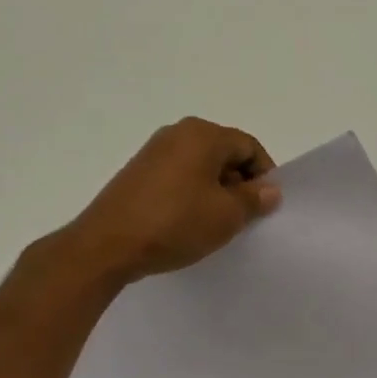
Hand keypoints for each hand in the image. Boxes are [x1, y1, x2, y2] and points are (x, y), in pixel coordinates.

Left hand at [56, 117, 281, 286]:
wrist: (106, 245)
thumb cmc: (175, 223)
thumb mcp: (226, 216)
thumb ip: (254, 199)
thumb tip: (270, 189)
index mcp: (203, 133)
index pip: (248, 146)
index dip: (264, 176)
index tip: (264, 208)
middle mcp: (178, 132)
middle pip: (224, 152)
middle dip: (238, 183)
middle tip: (242, 218)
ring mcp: (153, 150)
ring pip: (200, 165)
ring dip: (214, 190)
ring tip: (213, 224)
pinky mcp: (137, 171)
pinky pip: (177, 175)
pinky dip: (190, 193)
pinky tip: (186, 222)